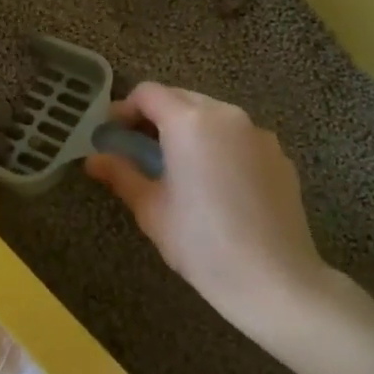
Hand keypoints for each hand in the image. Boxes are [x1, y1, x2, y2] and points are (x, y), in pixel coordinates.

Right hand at [85, 83, 341, 333]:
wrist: (275, 280)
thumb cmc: (201, 243)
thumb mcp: (151, 209)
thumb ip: (121, 174)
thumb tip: (94, 159)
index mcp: (189, 122)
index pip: (148, 93)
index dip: (124, 108)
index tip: (112, 133)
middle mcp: (226, 115)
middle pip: (182, 98)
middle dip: (157, 116)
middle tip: (139, 148)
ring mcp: (258, 133)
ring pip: (213, 116)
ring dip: (190, 129)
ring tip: (179, 166)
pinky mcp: (279, 156)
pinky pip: (240, 137)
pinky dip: (220, 146)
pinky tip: (217, 184)